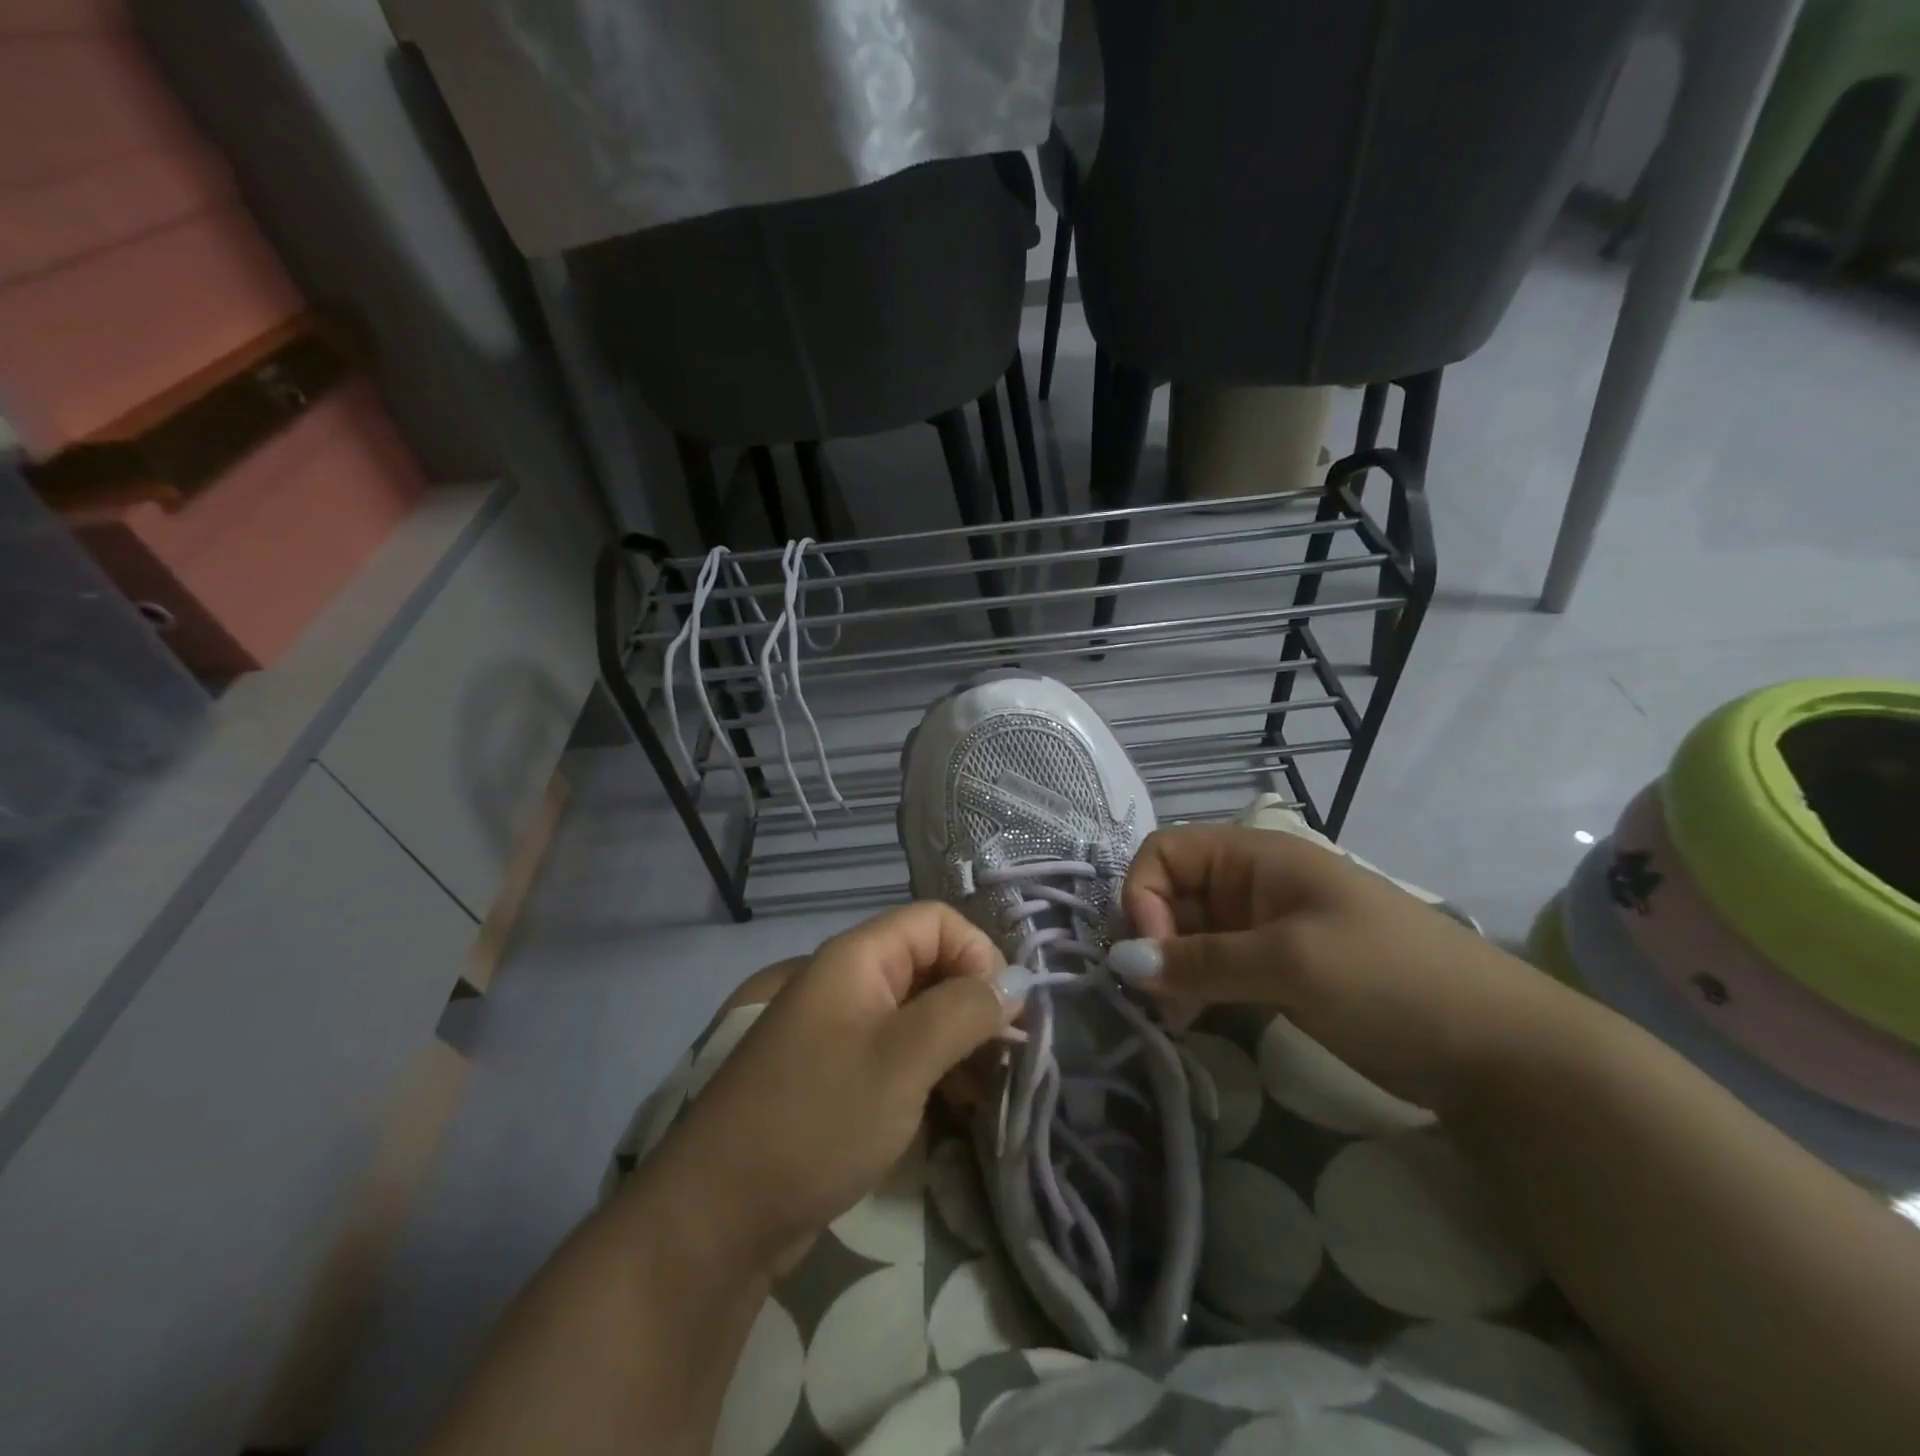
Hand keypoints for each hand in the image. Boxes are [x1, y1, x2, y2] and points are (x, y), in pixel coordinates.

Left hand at [647, 903, 1009, 1271]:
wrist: (719, 1213)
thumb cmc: (817, 1118)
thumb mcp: (904, 1059)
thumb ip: (965, 1010)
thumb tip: (1017, 981)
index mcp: (857, 958)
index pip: (936, 921)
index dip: (978, 953)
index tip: (1006, 1011)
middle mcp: (848, 981)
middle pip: (929, 963)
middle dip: (974, 1001)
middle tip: (1008, 1055)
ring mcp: (840, 1029)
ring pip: (918, 1011)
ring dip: (959, 1040)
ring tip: (989, 1088)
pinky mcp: (838, 1074)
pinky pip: (898, 1050)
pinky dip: (933, 1068)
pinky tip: (955, 1107)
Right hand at [1121, 825, 1581, 1114]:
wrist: (1499, 1050)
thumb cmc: (1390, 980)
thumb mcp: (1290, 962)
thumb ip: (1200, 960)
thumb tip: (1118, 963)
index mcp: (1255, 856)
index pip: (1165, 852)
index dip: (1144, 896)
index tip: (1154, 957)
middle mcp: (1251, 884)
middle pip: (1170, 892)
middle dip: (1152, 937)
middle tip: (1155, 999)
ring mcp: (1264, 928)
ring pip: (1188, 933)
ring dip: (1170, 968)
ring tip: (1173, 1016)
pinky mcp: (1277, 971)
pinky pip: (1214, 966)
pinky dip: (1194, 987)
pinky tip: (1194, 1018)